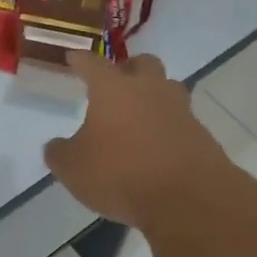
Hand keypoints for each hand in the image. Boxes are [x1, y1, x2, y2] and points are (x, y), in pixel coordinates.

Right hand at [43, 53, 233, 231]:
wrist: (188, 199)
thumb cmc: (121, 174)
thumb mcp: (74, 169)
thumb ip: (60, 153)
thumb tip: (56, 146)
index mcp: (113, 89)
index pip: (92, 64)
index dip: (80, 60)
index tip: (72, 57)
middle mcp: (149, 89)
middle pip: (142, 63)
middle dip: (128, 68)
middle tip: (116, 83)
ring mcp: (180, 110)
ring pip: (167, 89)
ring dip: (153, 96)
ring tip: (139, 116)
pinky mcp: (201, 134)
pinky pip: (180, 121)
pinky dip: (168, 127)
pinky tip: (157, 147)